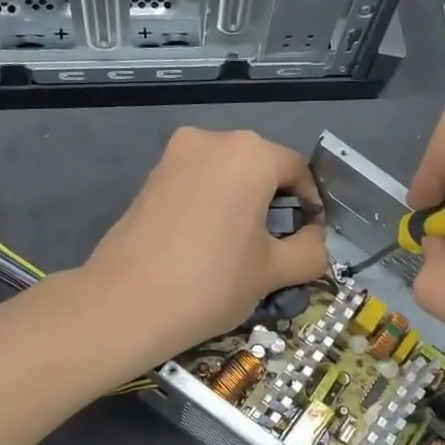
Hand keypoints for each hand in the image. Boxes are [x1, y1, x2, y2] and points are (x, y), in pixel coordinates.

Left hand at [82, 127, 329, 358]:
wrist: (127, 304)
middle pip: (260, 167)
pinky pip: (197, 183)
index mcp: (249, 153)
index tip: (310, 238)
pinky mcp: (150, 177)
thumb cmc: (212, 282)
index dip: (311, 204)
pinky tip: (207, 243)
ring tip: (240, 248)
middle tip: (277, 246)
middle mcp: (211, 140)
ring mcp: (174, 156)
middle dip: (275, 202)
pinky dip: (212, 204)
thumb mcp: (274, 271)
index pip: (297, 170)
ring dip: (242, 203)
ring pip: (226, 174)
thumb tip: (317, 240)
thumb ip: (311, 251)